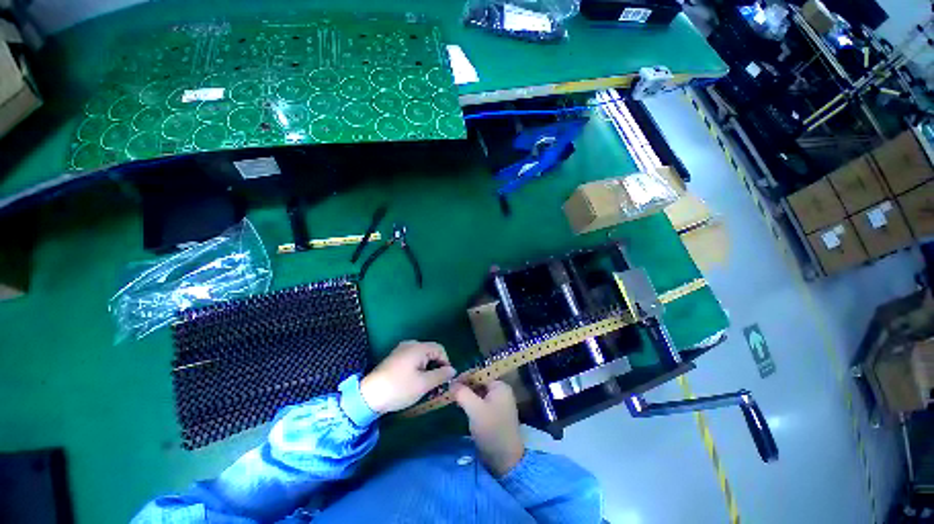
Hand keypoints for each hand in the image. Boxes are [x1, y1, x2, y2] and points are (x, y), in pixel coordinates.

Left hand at [360, 340, 455, 413]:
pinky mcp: (394, 358)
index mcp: (419, 347)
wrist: (368, 395)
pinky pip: (412, 359)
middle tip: (436, 384)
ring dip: (427, 369)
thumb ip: (441, 375)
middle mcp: (410, 344)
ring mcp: (401, 350)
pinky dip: (417, 369)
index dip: (446, 363)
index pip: (440, 349)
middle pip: (431, 352)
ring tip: (425, 386)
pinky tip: (414, 382)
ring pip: (422, 357)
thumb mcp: (424, 384)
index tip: (445, 379)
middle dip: (436, 367)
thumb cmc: (399, 388)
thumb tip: (453, 370)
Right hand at [453, 380, 524, 477]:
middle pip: (479, 383)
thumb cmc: (491, 429)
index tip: (450, 382)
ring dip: (467, 395)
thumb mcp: (475, 409)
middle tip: (450, 390)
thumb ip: (462, 393)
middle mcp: (501, 391)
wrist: (505, 459)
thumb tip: (451, 382)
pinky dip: (471, 403)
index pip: (480, 374)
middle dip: (465, 386)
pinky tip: (460, 406)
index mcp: (500, 386)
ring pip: (479, 393)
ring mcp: (498, 403)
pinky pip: (481, 402)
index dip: (465, 376)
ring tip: (452, 397)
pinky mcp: (494, 414)